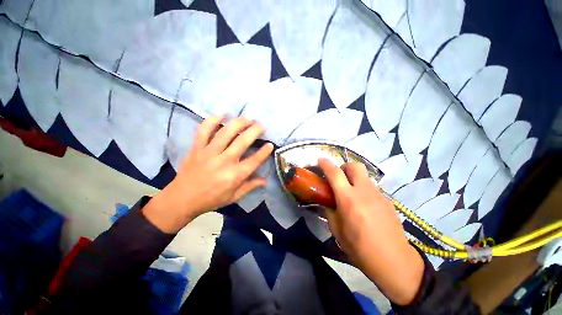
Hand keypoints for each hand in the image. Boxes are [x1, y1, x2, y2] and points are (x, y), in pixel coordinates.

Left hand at [143, 116, 273, 233]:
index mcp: (234, 176)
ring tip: (247, 118)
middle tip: (261, 125)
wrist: (182, 199)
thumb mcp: (234, 197)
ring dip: (238, 123)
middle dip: (254, 131)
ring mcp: (209, 153)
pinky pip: (204, 130)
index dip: (264, 151)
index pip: (254, 161)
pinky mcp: (197, 148)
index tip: (270, 144)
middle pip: (242, 142)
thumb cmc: (211, 199)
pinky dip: (212, 120)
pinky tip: (222, 115)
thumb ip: (250, 187)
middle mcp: (223, 162)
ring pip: (225, 133)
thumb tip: (265, 180)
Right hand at [318, 158, 423, 305]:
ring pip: (364, 176)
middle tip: (338, 177)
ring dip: (354, 179)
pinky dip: (363, 189)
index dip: (326, 164)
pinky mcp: (387, 200)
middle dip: (343, 167)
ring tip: (351, 194)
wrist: (394, 261)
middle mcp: (364, 191)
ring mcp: (378, 194)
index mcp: (348, 199)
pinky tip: (364, 206)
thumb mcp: (337, 231)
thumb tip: (327, 201)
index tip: (320, 160)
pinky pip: (371, 188)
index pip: (335, 173)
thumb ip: (329, 211)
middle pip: (354, 166)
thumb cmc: (360, 248)